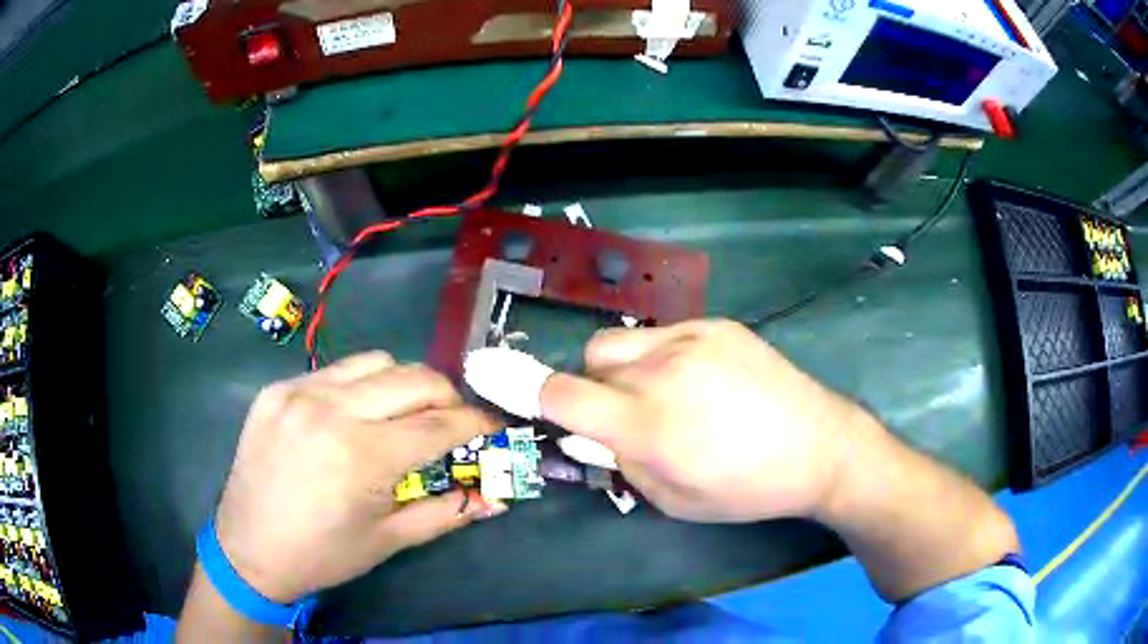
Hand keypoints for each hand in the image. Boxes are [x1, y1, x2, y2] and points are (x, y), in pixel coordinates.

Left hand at [213, 352, 503, 603]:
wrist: (249, 549)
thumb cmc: (324, 554)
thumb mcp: (390, 540)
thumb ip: (447, 513)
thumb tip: (495, 498)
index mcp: (363, 456)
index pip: (440, 423)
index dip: (475, 423)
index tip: (491, 427)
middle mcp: (332, 409)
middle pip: (414, 378)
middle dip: (446, 396)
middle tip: (450, 420)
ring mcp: (300, 392)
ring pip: (375, 362)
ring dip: (402, 384)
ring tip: (401, 414)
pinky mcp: (277, 389)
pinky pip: (334, 372)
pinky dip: (358, 387)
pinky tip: (351, 416)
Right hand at [540, 320, 872, 522]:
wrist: (818, 446)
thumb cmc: (746, 488)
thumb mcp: (672, 500)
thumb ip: (620, 463)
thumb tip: (589, 434)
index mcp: (647, 426)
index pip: (561, 395)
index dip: (523, 388)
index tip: (493, 376)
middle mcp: (661, 372)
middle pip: (590, 359)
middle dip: (592, 386)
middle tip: (625, 413)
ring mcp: (691, 339)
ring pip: (622, 341)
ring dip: (623, 368)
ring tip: (664, 393)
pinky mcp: (717, 324)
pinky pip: (663, 333)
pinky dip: (661, 356)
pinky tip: (701, 379)